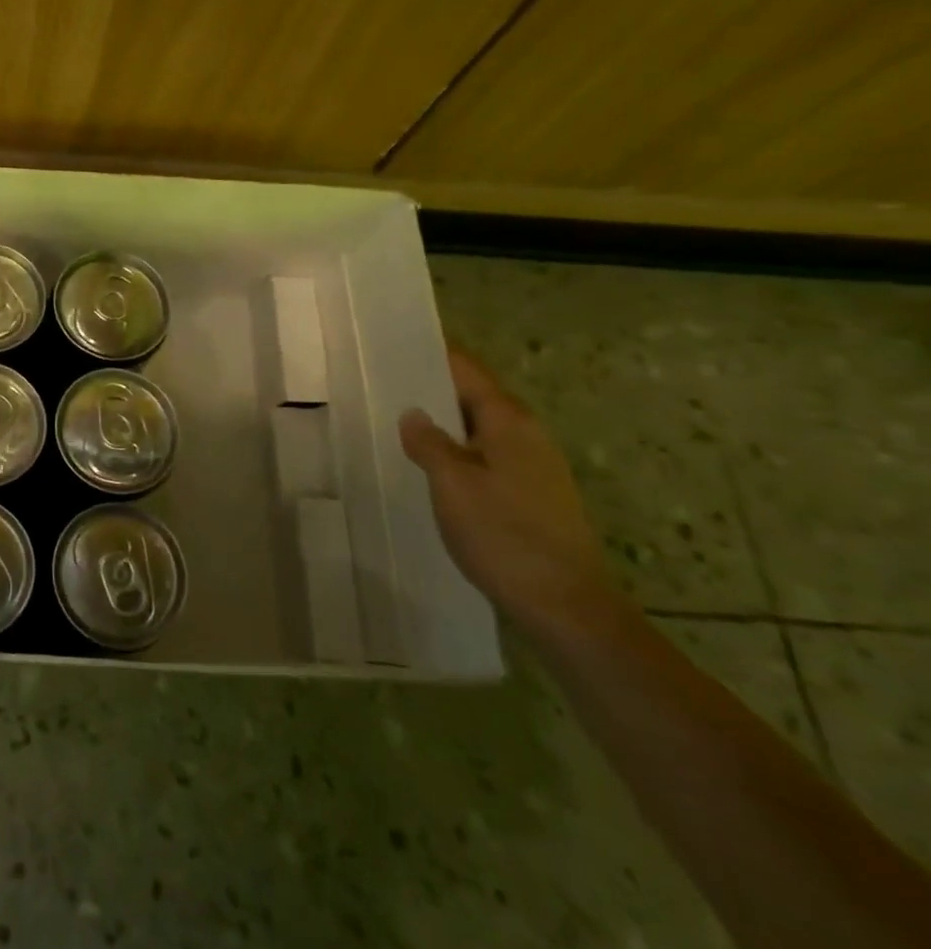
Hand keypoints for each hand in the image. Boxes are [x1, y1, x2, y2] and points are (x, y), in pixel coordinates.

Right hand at [399, 346, 624, 638]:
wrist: (567, 607)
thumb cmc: (505, 536)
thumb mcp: (452, 485)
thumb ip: (429, 442)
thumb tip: (414, 414)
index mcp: (509, 421)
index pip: (466, 369)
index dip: (432, 352)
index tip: (394, 342)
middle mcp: (527, 434)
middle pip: (473, 395)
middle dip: (431, 387)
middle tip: (381, 381)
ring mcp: (534, 465)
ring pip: (478, 427)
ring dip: (442, 421)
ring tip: (396, 420)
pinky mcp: (532, 493)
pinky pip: (485, 454)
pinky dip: (456, 449)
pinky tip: (429, 465)